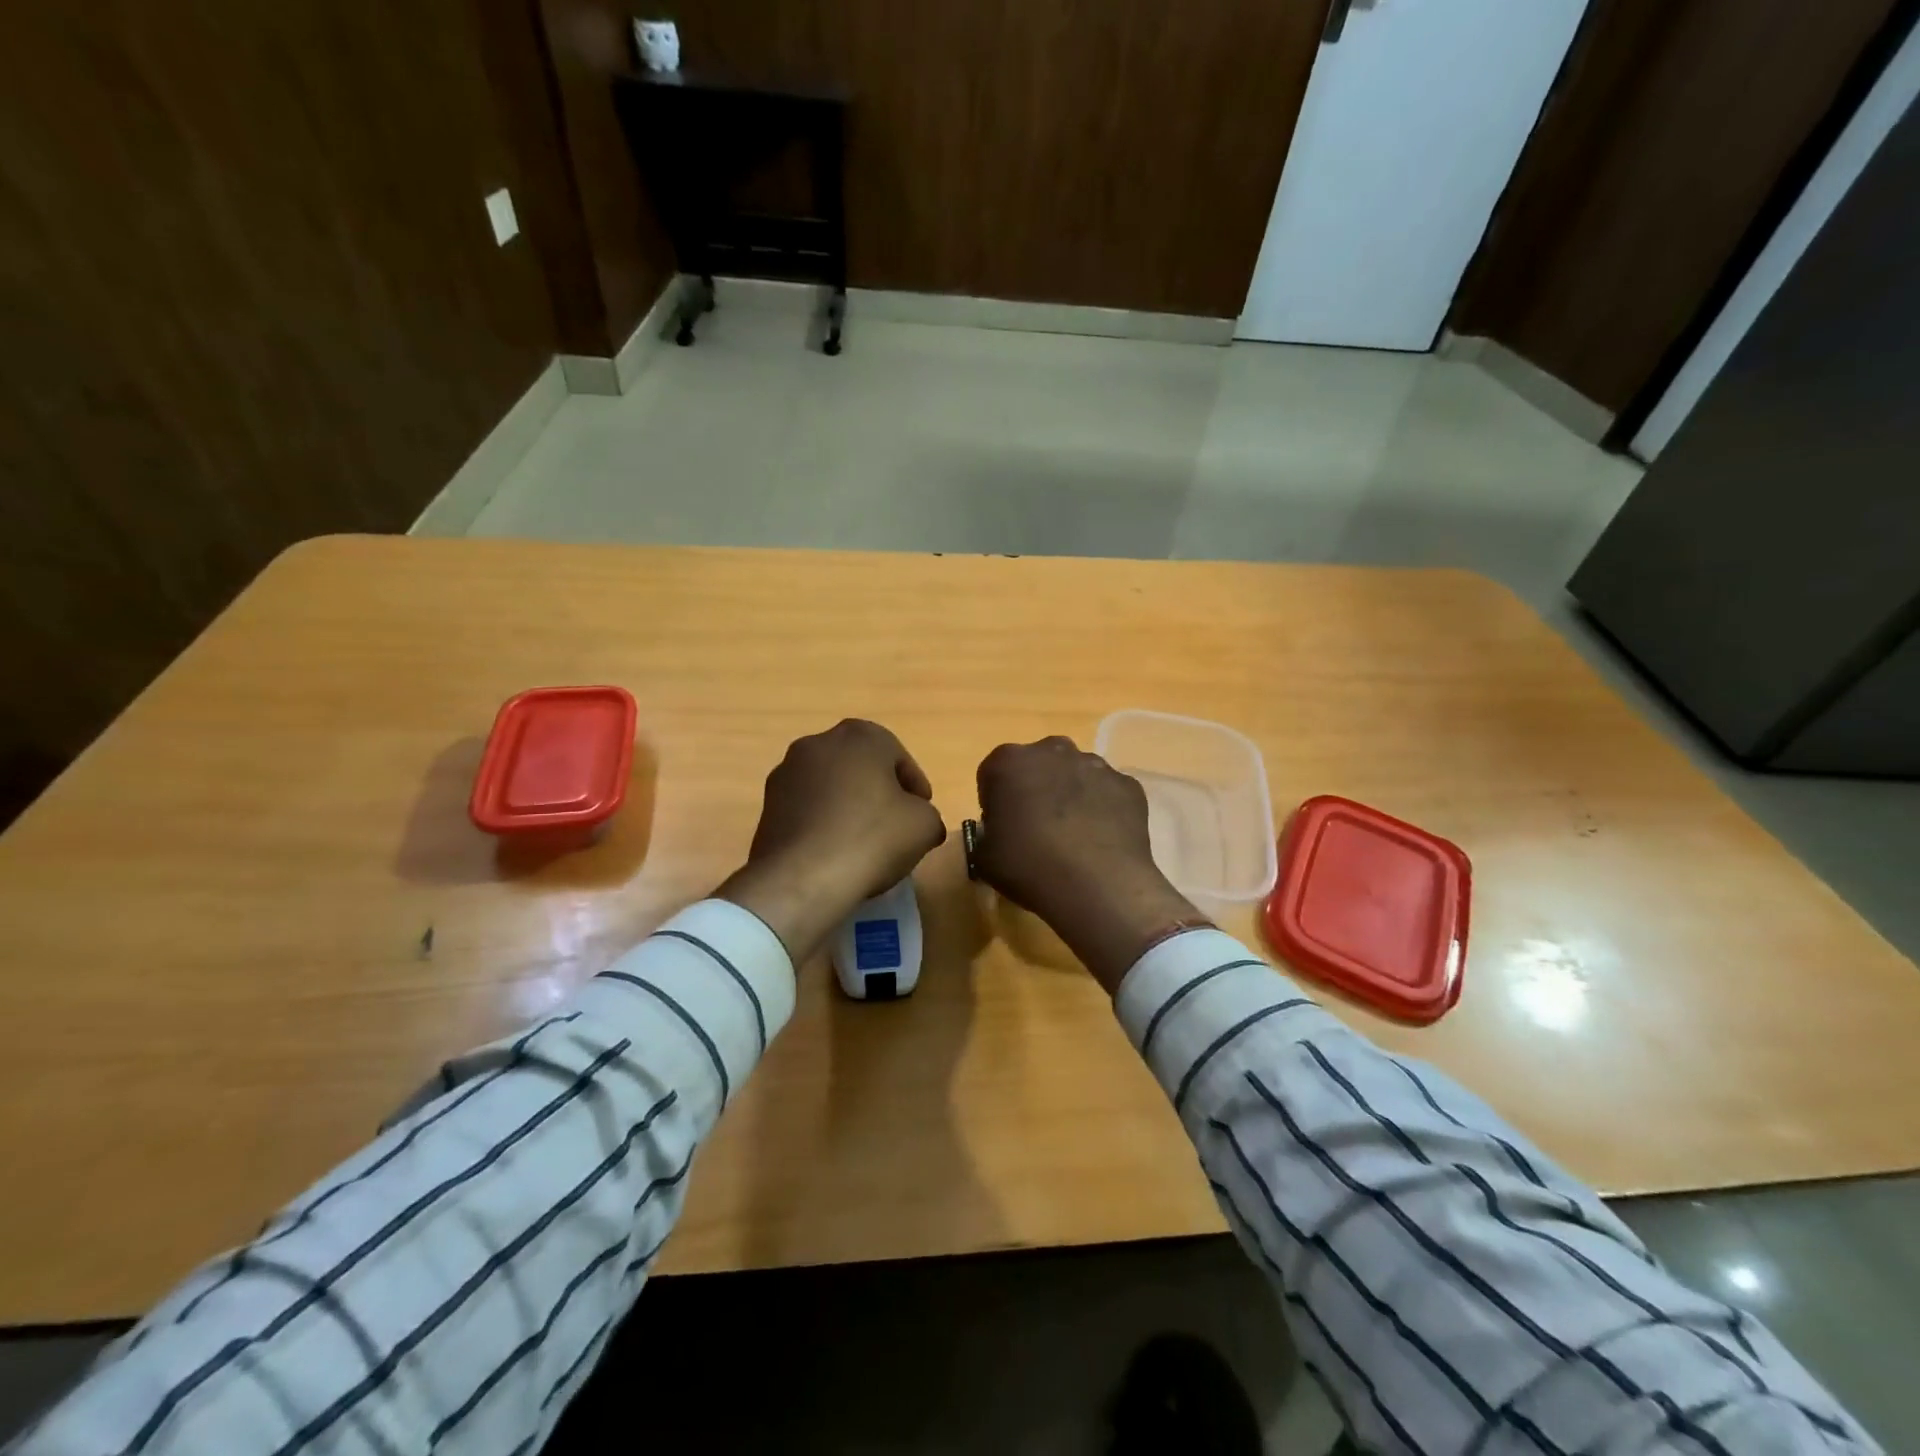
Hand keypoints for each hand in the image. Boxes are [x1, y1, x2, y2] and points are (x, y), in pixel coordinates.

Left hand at [717, 720, 946, 962]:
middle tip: (895, 824)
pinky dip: (823, 822)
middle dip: (879, 791)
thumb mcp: (924, 825)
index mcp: (859, 736)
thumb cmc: (872, 838)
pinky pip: (807, 808)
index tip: (922, 812)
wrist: (803, 878)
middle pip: (861, 766)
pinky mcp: (767, 806)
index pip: (898, 756)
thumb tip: (919, 821)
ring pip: (831, 786)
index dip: (915, 786)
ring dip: (848, 805)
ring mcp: (786, 773)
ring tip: (864, 841)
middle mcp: (818, 743)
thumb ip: (928, 814)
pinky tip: (835, 851)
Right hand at [973, 737, 1202, 993]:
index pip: (994, 774)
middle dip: (1035, 788)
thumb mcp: (984, 858)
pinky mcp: (1127, 783)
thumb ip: (985, 834)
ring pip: (1075, 775)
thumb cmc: (1029, 867)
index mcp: (1008, 761)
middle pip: (1037, 765)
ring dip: (1070, 796)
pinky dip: (1103, 808)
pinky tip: (1100, 840)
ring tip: (1073, 837)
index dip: (996, 801)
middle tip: (1036, 829)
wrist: (1098, 885)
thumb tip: (999, 832)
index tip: (1003, 827)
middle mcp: (1051, 750)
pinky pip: (1107, 792)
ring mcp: (1094, 764)